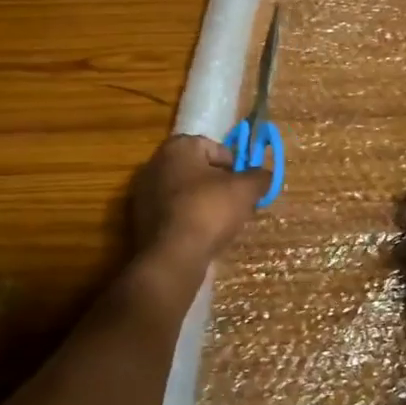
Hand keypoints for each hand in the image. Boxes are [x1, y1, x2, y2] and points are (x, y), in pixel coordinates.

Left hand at [129, 134, 270, 265]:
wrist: (172, 257)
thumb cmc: (209, 211)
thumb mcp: (245, 190)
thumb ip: (259, 177)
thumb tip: (265, 175)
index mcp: (178, 147)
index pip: (213, 147)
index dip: (234, 165)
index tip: (244, 185)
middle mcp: (155, 164)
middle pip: (197, 169)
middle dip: (218, 184)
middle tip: (236, 203)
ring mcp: (144, 193)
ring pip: (184, 192)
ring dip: (203, 203)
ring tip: (221, 223)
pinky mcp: (140, 220)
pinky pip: (172, 213)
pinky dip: (187, 219)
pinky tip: (201, 235)